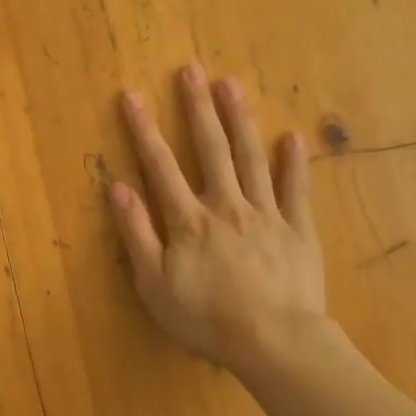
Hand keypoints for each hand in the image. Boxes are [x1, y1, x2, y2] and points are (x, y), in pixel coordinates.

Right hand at [108, 64, 331, 374]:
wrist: (276, 345)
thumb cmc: (207, 318)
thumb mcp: (154, 284)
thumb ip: (136, 233)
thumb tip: (117, 187)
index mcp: (189, 219)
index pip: (161, 165)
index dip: (144, 129)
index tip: (133, 95)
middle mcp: (226, 205)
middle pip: (211, 149)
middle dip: (198, 108)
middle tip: (192, 70)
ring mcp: (266, 214)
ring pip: (251, 158)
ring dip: (240, 119)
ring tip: (231, 84)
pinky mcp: (298, 231)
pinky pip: (296, 191)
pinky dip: (294, 163)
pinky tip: (292, 136)